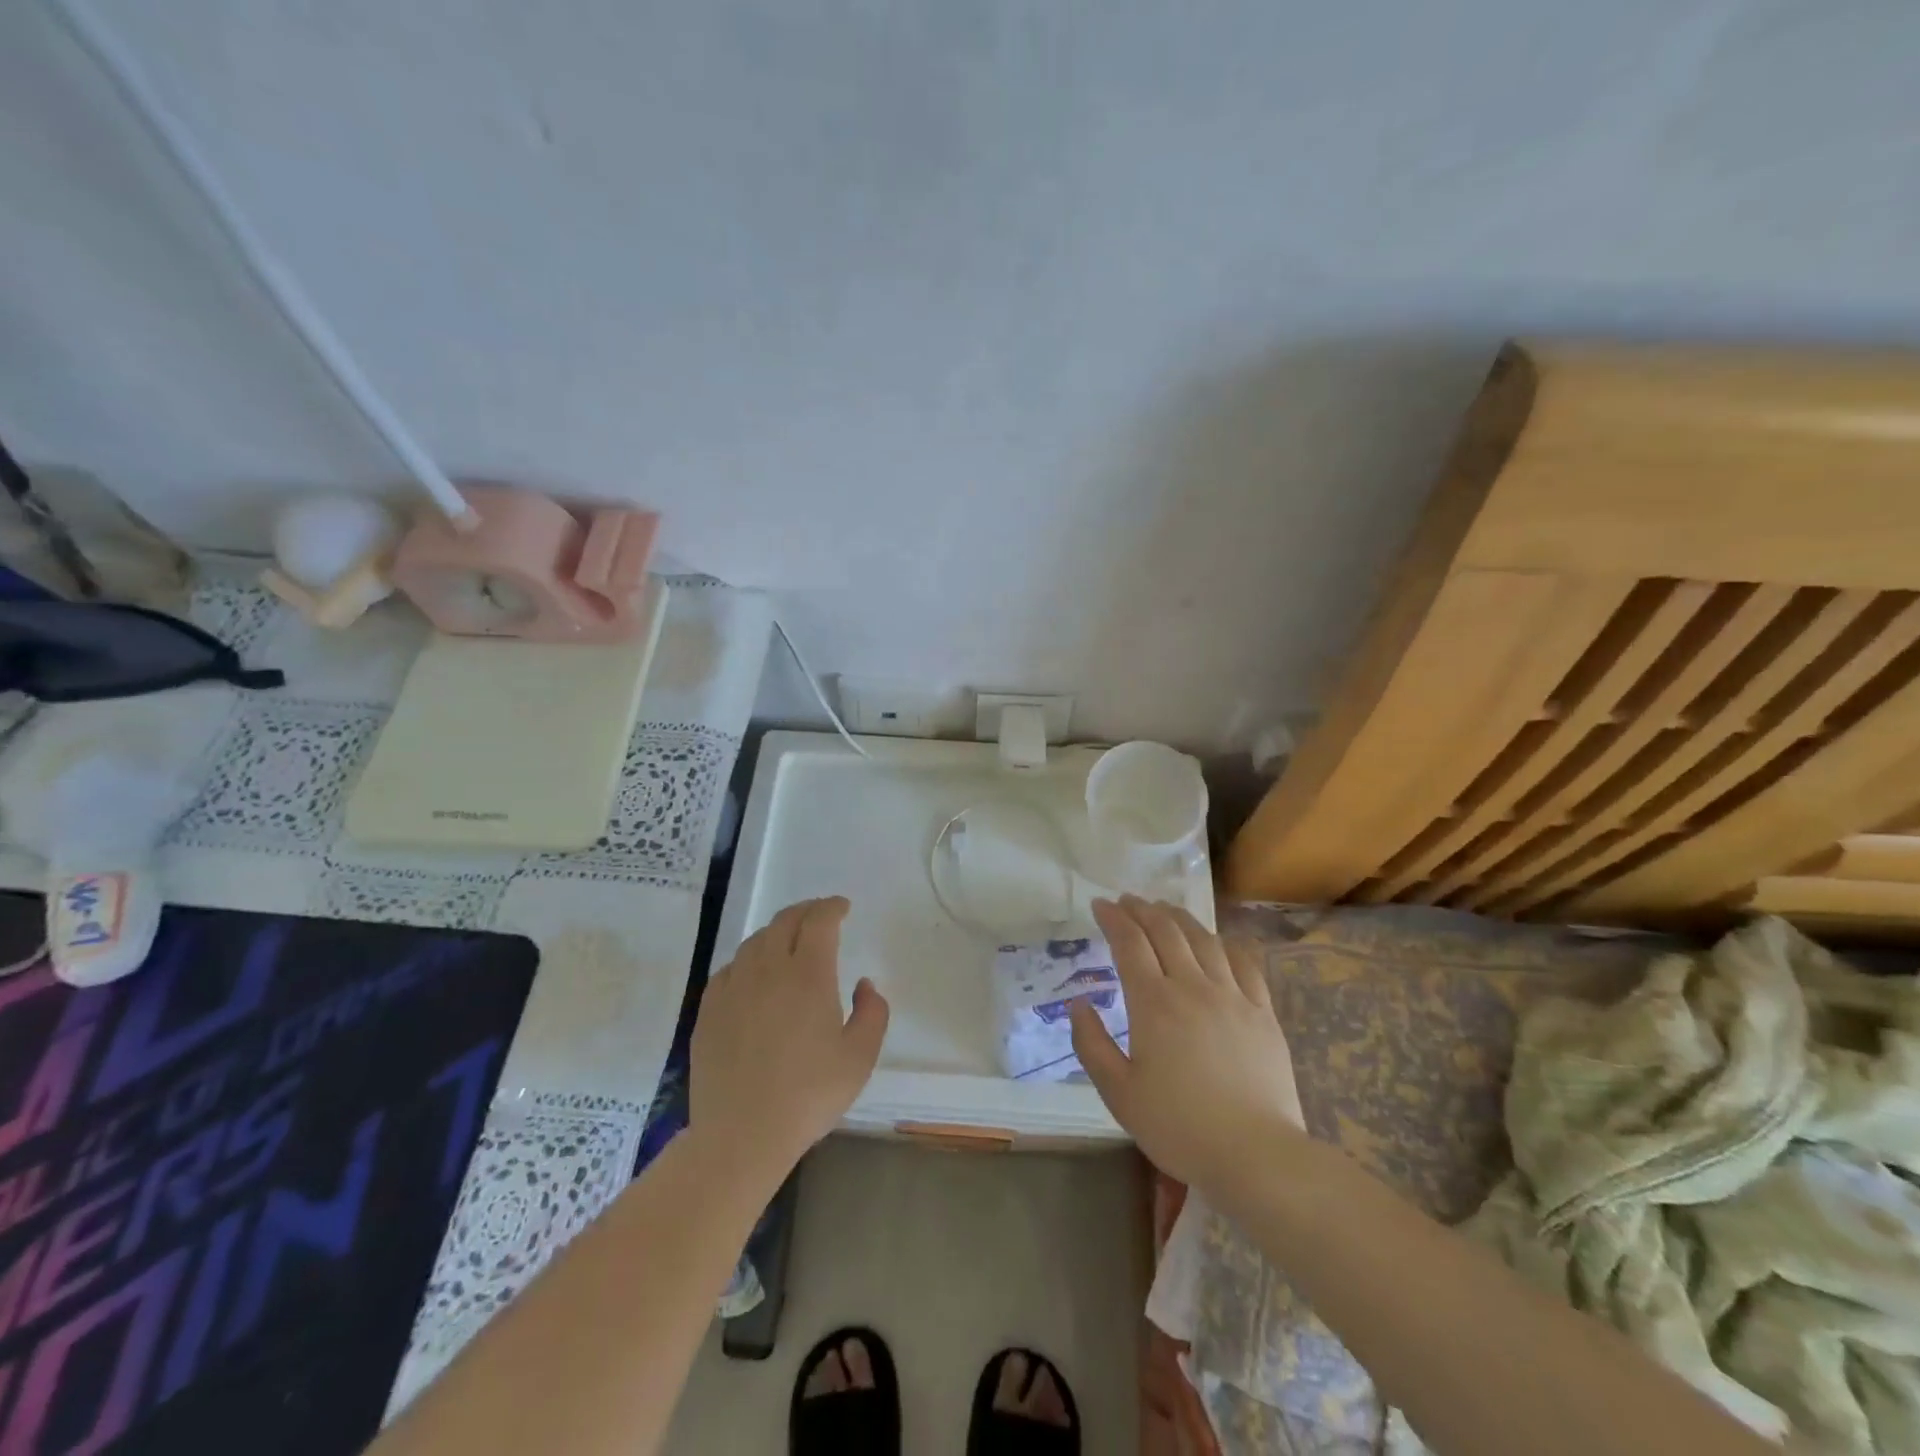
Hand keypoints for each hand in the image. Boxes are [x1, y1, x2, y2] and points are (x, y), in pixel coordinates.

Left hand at [690, 897, 888, 1181]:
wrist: (741, 1135)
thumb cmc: (809, 1095)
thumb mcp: (860, 1058)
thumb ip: (873, 1012)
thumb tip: (864, 984)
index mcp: (808, 974)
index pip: (819, 921)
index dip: (832, 907)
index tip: (843, 908)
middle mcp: (768, 969)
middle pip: (784, 921)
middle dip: (806, 911)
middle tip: (820, 916)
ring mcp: (733, 987)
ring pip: (755, 941)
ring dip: (777, 932)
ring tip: (789, 942)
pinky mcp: (709, 1009)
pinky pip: (730, 968)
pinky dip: (749, 960)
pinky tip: (754, 976)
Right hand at [1071, 896, 1305, 1192]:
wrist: (1255, 1154)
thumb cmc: (1178, 1126)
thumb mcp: (1119, 1094)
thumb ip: (1092, 1045)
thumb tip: (1078, 1004)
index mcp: (1154, 1003)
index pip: (1129, 943)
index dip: (1113, 919)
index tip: (1100, 905)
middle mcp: (1192, 986)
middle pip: (1165, 931)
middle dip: (1142, 910)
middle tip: (1127, 901)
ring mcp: (1232, 995)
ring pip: (1203, 939)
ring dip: (1179, 918)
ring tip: (1165, 909)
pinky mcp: (1262, 1011)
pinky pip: (1244, 962)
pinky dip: (1225, 943)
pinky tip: (1217, 940)